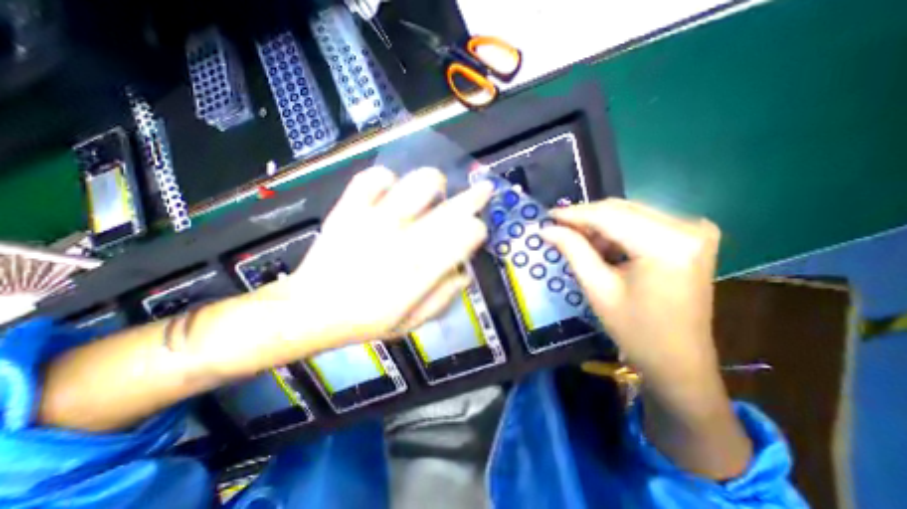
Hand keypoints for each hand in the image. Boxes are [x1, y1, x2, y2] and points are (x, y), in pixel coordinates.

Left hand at [264, 170, 488, 347]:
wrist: (308, 311)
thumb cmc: (365, 321)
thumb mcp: (412, 323)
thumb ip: (443, 298)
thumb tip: (464, 273)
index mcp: (421, 271)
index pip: (466, 236)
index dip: (477, 229)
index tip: (477, 230)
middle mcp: (404, 240)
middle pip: (451, 208)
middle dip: (475, 196)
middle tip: (483, 189)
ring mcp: (375, 220)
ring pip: (418, 183)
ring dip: (433, 184)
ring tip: (432, 194)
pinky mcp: (349, 209)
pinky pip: (374, 177)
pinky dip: (387, 179)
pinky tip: (390, 191)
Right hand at [537, 199, 723, 381]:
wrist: (679, 361)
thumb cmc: (635, 331)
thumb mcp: (598, 289)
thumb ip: (573, 250)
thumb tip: (546, 229)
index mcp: (666, 244)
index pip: (608, 216)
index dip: (573, 214)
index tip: (546, 216)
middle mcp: (687, 227)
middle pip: (621, 210)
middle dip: (584, 218)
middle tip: (556, 227)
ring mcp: (694, 229)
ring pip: (630, 213)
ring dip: (599, 224)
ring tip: (576, 240)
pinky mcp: (692, 236)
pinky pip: (643, 222)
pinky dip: (617, 230)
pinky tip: (601, 246)